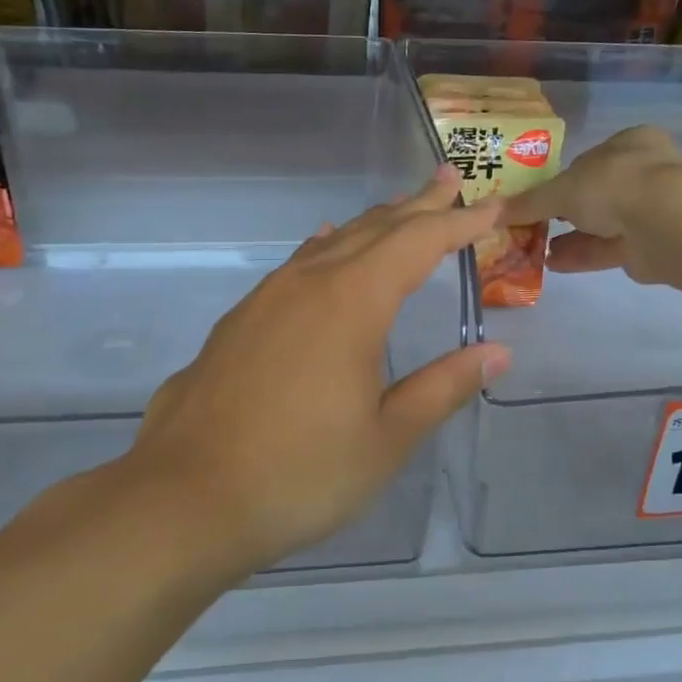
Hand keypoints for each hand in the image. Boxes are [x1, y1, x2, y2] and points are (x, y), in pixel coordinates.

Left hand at [126, 169, 510, 572]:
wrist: (185, 500)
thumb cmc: (300, 473)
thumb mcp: (387, 438)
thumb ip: (443, 387)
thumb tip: (496, 353)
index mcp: (352, 303)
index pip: (418, 243)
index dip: (459, 222)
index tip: (492, 205)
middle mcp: (307, 284)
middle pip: (374, 229)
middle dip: (418, 206)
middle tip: (451, 181)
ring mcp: (265, 300)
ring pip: (331, 244)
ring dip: (372, 224)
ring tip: (401, 209)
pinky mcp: (238, 322)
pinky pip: (295, 265)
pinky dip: (326, 248)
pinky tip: (323, 247)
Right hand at [499, 126, 681, 282]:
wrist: (664, 224)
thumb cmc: (613, 186)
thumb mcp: (560, 190)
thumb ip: (528, 203)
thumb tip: (491, 212)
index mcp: (630, 143)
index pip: (590, 158)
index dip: (563, 177)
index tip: (538, 196)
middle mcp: (645, 172)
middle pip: (597, 193)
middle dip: (566, 212)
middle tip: (535, 225)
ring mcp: (651, 209)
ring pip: (603, 223)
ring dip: (571, 237)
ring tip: (536, 249)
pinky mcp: (650, 244)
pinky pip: (609, 248)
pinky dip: (581, 255)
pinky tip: (552, 263)